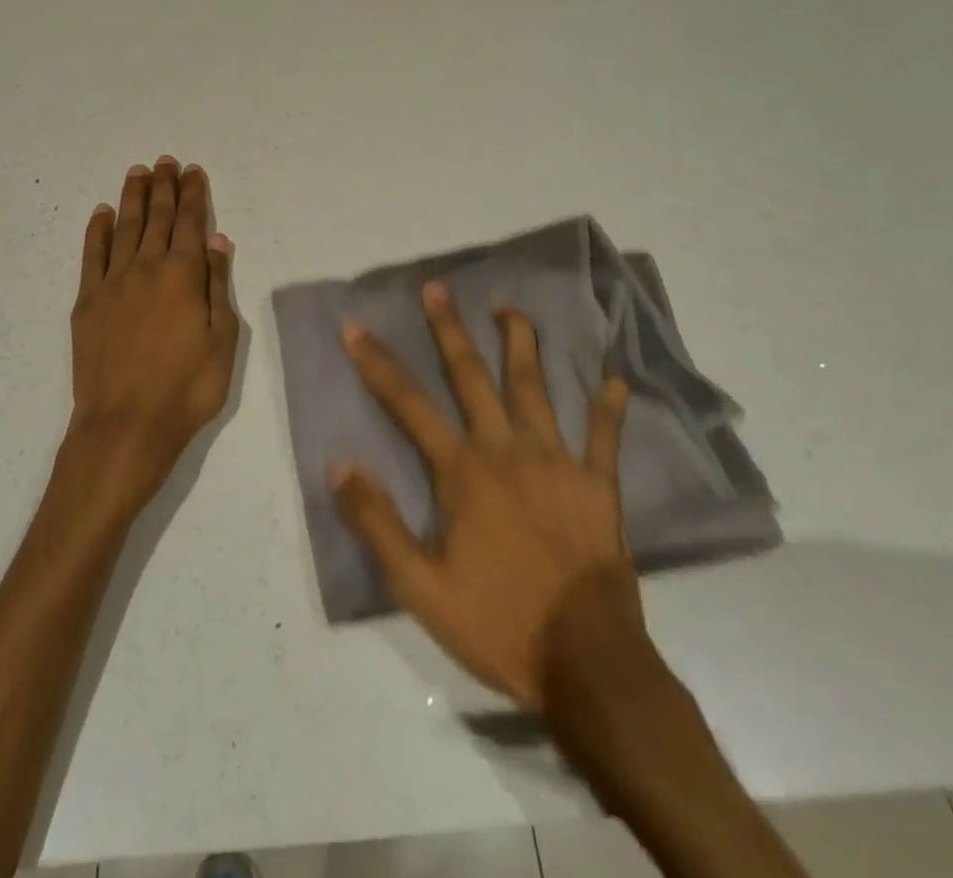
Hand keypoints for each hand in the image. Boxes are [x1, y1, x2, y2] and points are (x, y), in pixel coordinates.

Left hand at [67, 158, 237, 516]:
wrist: (125, 426)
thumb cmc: (187, 389)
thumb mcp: (222, 340)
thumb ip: (218, 286)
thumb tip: (217, 241)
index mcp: (184, 276)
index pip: (191, 223)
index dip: (193, 195)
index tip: (192, 171)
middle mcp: (147, 268)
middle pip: (157, 218)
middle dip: (163, 187)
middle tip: (165, 161)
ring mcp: (112, 283)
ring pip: (124, 228)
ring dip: (132, 198)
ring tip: (137, 172)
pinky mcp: (87, 302)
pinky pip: (92, 255)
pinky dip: (97, 230)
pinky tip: (101, 212)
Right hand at [331, 282, 648, 711]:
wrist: (587, 662)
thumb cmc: (498, 622)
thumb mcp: (419, 586)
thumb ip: (377, 522)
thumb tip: (338, 465)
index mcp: (462, 471)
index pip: (408, 404)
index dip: (377, 364)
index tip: (355, 328)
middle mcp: (506, 449)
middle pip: (472, 376)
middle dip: (450, 330)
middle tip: (437, 289)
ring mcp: (557, 461)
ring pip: (535, 388)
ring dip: (520, 343)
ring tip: (510, 306)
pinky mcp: (598, 484)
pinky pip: (605, 436)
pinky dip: (608, 406)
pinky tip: (614, 376)